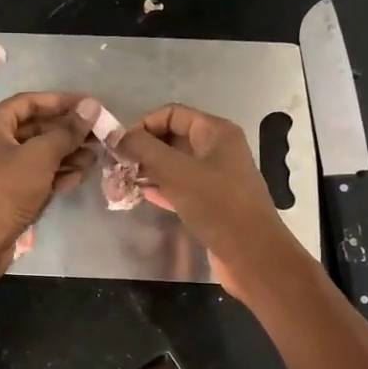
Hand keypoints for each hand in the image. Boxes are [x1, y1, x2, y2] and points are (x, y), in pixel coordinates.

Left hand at [0, 91, 97, 260]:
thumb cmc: (6, 189)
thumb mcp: (40, 155)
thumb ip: (67, 131)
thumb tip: (91, 107)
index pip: (31, 102)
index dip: (62, 102)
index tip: (91, 107)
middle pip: (36, 129)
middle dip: (68, 132)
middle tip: (99, 136)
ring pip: (38, 154)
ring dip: (67, 154)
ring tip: (94, 158)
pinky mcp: (7, 193)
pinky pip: (35, 176)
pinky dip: (56, 174)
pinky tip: (79, 177)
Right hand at [112, 104, 302, 295]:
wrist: (251, 254)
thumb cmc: (217, 206)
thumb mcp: (177, 172)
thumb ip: (144, 150)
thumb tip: (116, 134)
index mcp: (216, 132)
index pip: (172, 114)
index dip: (144, 125)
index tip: (120, 145)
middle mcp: (218, 150)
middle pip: (173, 138)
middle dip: (145, 149)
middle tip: (117, 165)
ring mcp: (217, 177)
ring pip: (176, 165)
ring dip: (150, 170)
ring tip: (124, 180)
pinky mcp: (213, 203)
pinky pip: (182, 188)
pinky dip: (163, 188)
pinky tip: (143, 195)